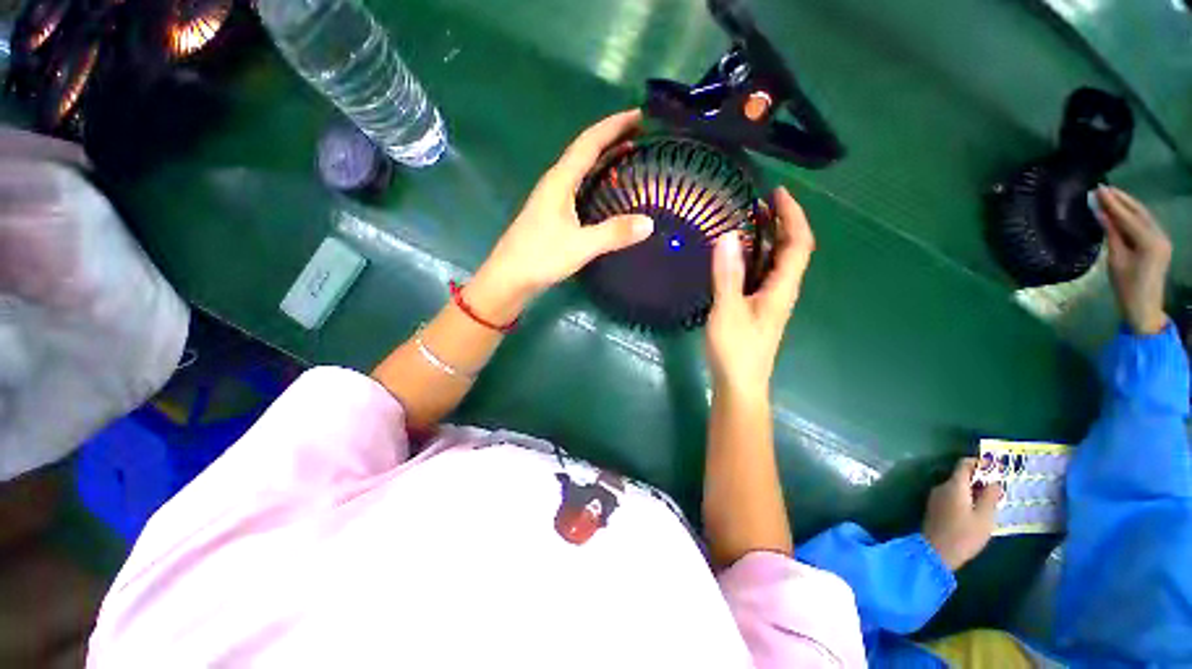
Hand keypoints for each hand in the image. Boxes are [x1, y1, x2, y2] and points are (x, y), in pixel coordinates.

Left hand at [467, 110, 653, 321]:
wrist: (509, 278)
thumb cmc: (540, 257)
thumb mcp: (580, 246)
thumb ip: (613, 233)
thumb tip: (649, 223)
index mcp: (560, 181)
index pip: (589, 142)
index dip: (614, 126)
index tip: (639, 115)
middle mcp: (555, 183)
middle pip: (585, 150)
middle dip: (612, 137)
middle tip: (641, 134)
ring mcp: (552, 199)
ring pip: (581, 168)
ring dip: (603, 157)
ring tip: (628, 155)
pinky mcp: (552, 215)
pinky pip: (578, 187)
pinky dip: (596, 179)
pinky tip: (606, 191)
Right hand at [706, 187, 814, 395]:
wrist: (740, 384)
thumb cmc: (736, 350)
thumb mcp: (728, 311)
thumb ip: (727, 275)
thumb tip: (729, 237)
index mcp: (782, 288)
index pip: (798, 243)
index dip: (792, 215)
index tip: (777, 193)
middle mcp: (782, 290)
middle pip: (792, 249)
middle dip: (782, 222)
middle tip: (759, 202)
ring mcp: (771, 299)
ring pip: (778, 261)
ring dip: (769, 238)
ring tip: (749, 221)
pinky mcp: (759, 307)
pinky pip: (764, 273)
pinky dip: (756, 256)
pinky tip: (739, 254)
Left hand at [923, 458, 1000, 570]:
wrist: (936, 552)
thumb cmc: (964, 535)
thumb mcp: (984, 517)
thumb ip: (990, 497)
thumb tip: (994, 482)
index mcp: (953, 486)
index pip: (964, 465)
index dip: (980, 463)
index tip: (995, 467)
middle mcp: (941, 487)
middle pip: (961, 476)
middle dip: (979, 479)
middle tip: (999, 487)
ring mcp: (936, 497)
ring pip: (957, 487)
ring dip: (973, 490)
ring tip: (992, 500)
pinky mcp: (935, 507)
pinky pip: (952, 496)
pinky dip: (965, 498)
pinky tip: (977, 510)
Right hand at [1094, 186, 1171, 334]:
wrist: (1144, 307)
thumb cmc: (1126, 287)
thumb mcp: (1115, 261)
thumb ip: (1111, 235)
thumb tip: (1101, 213)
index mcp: (1149, 241)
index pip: (1127, 217)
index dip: (1111, 203)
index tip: (1097, 190)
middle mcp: (1159, 235)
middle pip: (1138, 212)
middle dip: (1121, 199)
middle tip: (1102, 188)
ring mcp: (1162, 239)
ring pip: (1143, 215)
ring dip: (1127, 204)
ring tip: (1110, 195)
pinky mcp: (1159, 242)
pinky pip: (1145, 223)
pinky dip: (1132, 214)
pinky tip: (1122, 210)